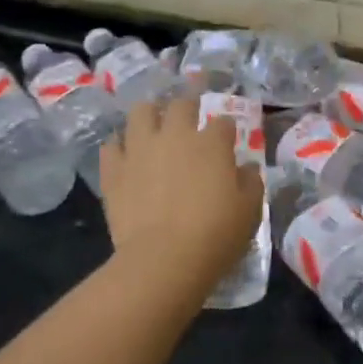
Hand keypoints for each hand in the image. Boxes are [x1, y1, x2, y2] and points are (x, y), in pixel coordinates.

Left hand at [99, 92, 264, 287]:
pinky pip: (111, 146)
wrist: (164, 259)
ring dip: (150, 115)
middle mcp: (175, 135)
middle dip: (188, 107)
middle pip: (181, 104)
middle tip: (190, 120)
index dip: (226, 129)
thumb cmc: (215, 235)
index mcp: (212, 143)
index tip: (227, 139)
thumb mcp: (250, 211)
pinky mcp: (114, 170)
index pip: (223, 122)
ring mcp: (140, 149)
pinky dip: (119, 147)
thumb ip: (250, 183)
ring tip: (153, 126)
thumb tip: (246, 168)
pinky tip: (125, 155)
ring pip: (141, 112)